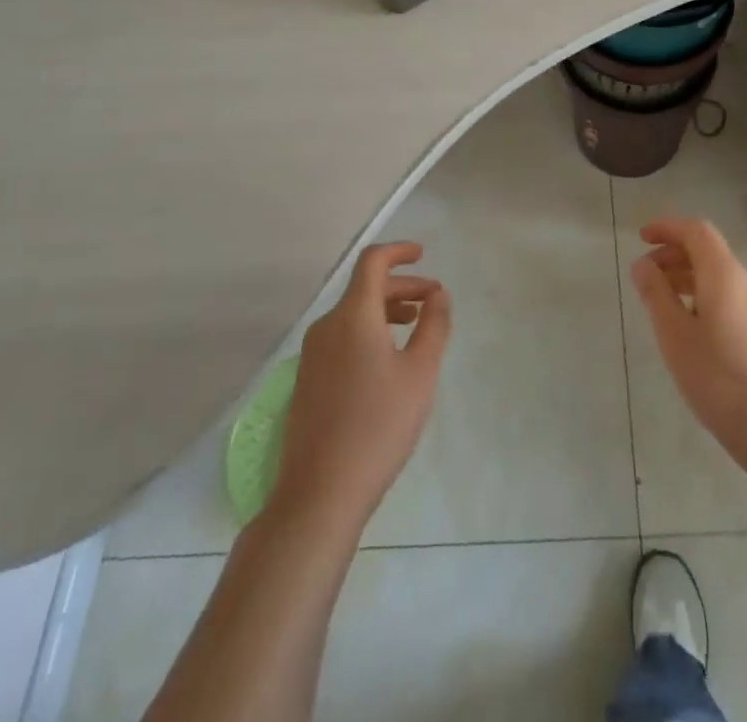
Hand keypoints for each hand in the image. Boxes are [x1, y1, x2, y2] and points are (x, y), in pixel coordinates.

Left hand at [273, 241, 451, 530]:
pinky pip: (342, 337)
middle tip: (434, 299)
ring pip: (353, 314)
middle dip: (402, 286)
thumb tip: (438, 294)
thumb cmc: (378, 426)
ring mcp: (313, 355)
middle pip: (365, 288)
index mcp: (353, 315)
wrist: (320, 493)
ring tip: (416, 326)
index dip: (398, 252)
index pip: (372, 262)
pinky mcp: (308, 380)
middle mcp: (327, 326)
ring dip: (386, 309)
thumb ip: (434, 325)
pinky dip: (369, 331)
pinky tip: (388, 358)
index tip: (423, 254)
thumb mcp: (420, 373)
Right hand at [631, 217, 746, 475]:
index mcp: (725, 274)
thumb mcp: (675, 334)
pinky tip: (687, 328)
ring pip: (718, 276)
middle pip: (708, 252)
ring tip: (659, 303)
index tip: (641, 238)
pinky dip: (701, 297)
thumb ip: (656, 294)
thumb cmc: (719, 377)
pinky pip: (727, 297)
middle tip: (644, 275)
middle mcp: (746, 282)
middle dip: (673, 254)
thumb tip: (643, 264)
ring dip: (686, 277)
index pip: (697, 231)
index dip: (668, 228)